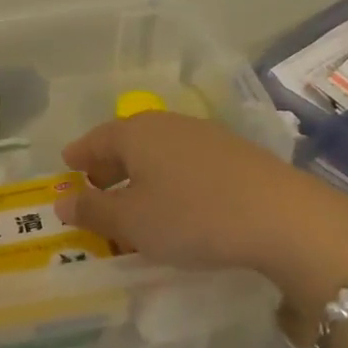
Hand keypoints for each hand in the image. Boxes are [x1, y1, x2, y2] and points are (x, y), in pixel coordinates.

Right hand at [53, 112, 347, 320]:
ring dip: (142, 173)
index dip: (79, 156)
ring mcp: (205, 135)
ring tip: (137, 200)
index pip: (95, 140)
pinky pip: (186, 160)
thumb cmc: (193, 217)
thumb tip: (62, 202)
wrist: (285, 219)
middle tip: (97, 188)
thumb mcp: (133, 222)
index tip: (67, 168)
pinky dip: (171, 177)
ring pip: (159, 151)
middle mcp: (167, 124)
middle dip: (109, 165)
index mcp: (135, 133)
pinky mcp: (236, 153)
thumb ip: (93, 210)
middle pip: (127, 141)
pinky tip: (178, 201)